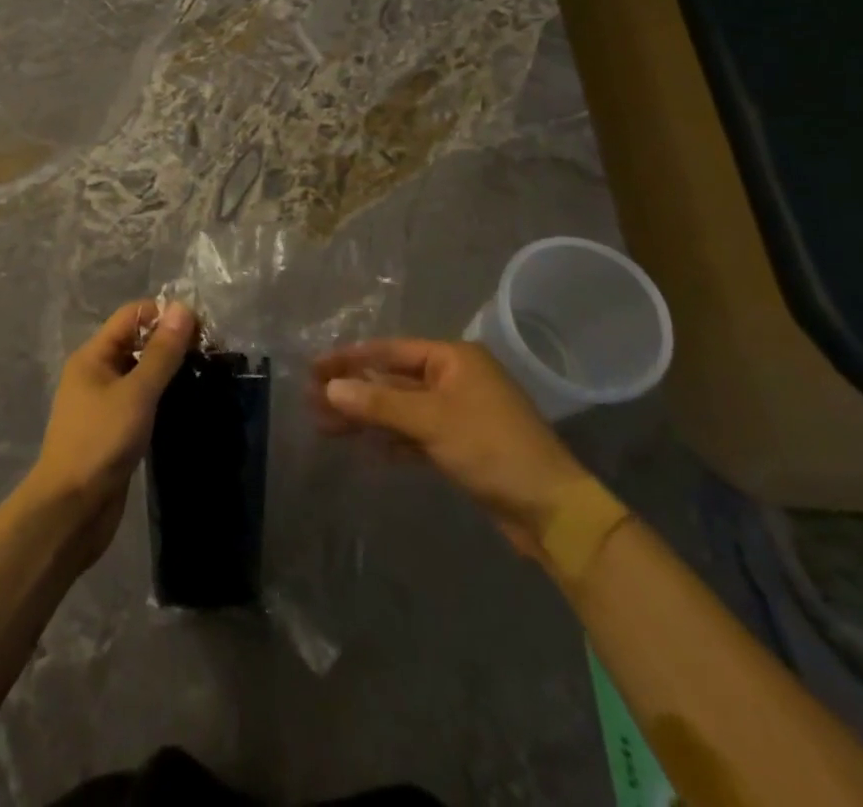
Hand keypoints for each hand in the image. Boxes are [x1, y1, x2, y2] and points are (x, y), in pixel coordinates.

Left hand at [23, 299, 195, 564]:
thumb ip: (161, 353)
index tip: (203, 328)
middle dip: (172, 342)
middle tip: (212, 352)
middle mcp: (97, 373)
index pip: (132, 316)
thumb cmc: (100, 442)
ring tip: (207, 374)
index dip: (165, 315)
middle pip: (137, 342)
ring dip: (170, 371)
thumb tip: (183, 308)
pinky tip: (188, 403)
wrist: (72, 510)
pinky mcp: (115, 430)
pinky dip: (163, 397)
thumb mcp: (136, 393)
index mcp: (94, 356)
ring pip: (142, 373)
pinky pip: (142, 400)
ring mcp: (105, 403)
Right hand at [313, 338, 591, 556]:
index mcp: (453, 358)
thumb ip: (379, 403)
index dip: (350, 359)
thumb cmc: (492, 449)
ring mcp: (458, 413)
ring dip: (366, 418)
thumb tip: (331, 387)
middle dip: (354, 391)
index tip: (315, 367)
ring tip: (324, 426)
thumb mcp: (432, 421)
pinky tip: (365, 451)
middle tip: (311, 400)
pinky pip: (415, 435)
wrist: (552, 511)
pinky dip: (391, 440)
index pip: (390, 351)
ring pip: (400, 409)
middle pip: (392, 380)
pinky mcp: (460, 446)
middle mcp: (454, 379)